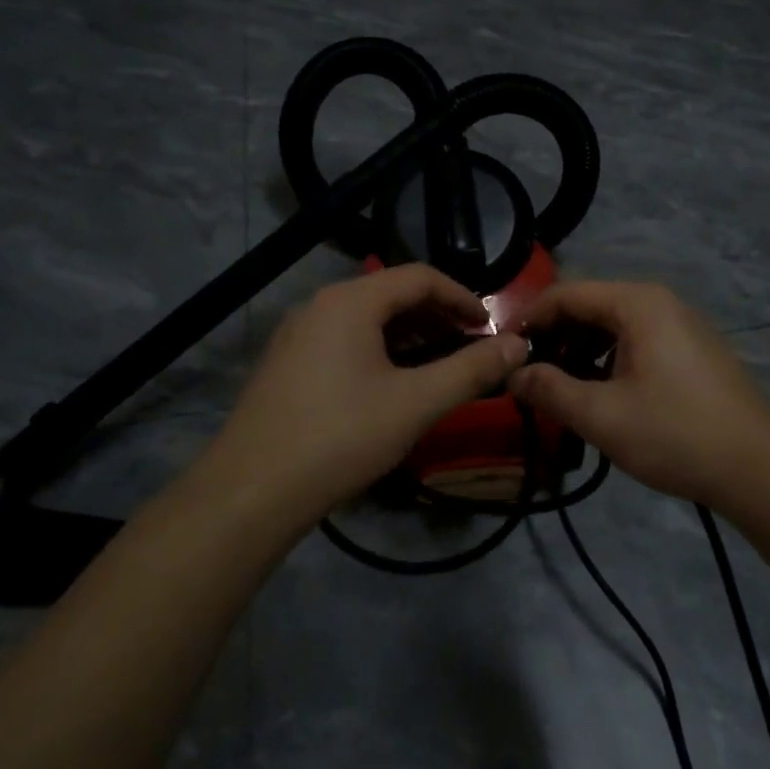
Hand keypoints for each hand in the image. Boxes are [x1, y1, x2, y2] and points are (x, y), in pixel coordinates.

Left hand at [203, 265, 527, 520]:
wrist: (251, 491)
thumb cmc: (341, 436)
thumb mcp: (416, 403)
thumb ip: (471, 370)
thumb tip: (518, 345)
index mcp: (351, 300)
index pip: (420, 277)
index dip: (462, 297)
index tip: (490, 327)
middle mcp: (320, 304)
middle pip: (391, 294)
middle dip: (437, 316)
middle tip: (469, 347)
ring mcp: (297, 333)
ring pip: (366, 319)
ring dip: (408, 335)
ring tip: (437, 366)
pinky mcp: (286, 362)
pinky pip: (343, 339)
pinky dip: (378, 350)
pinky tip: (390, 385)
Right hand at [511, 281, 769, 511]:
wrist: (760, 468)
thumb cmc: (675, 433)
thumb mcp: (601, 416)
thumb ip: (549, 390)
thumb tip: (513, 375)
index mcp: (637, 303)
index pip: (566, 294)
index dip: (530, 319)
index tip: (504, 351)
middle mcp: (659, 302)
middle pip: (590, 306)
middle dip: (555, 337)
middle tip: (529, 374)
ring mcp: (680, 324)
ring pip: (613, 325)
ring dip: (580, 350)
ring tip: (560, 388)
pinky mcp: (692, 349)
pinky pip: (637, 340)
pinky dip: (609, 359)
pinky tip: (600, 393)